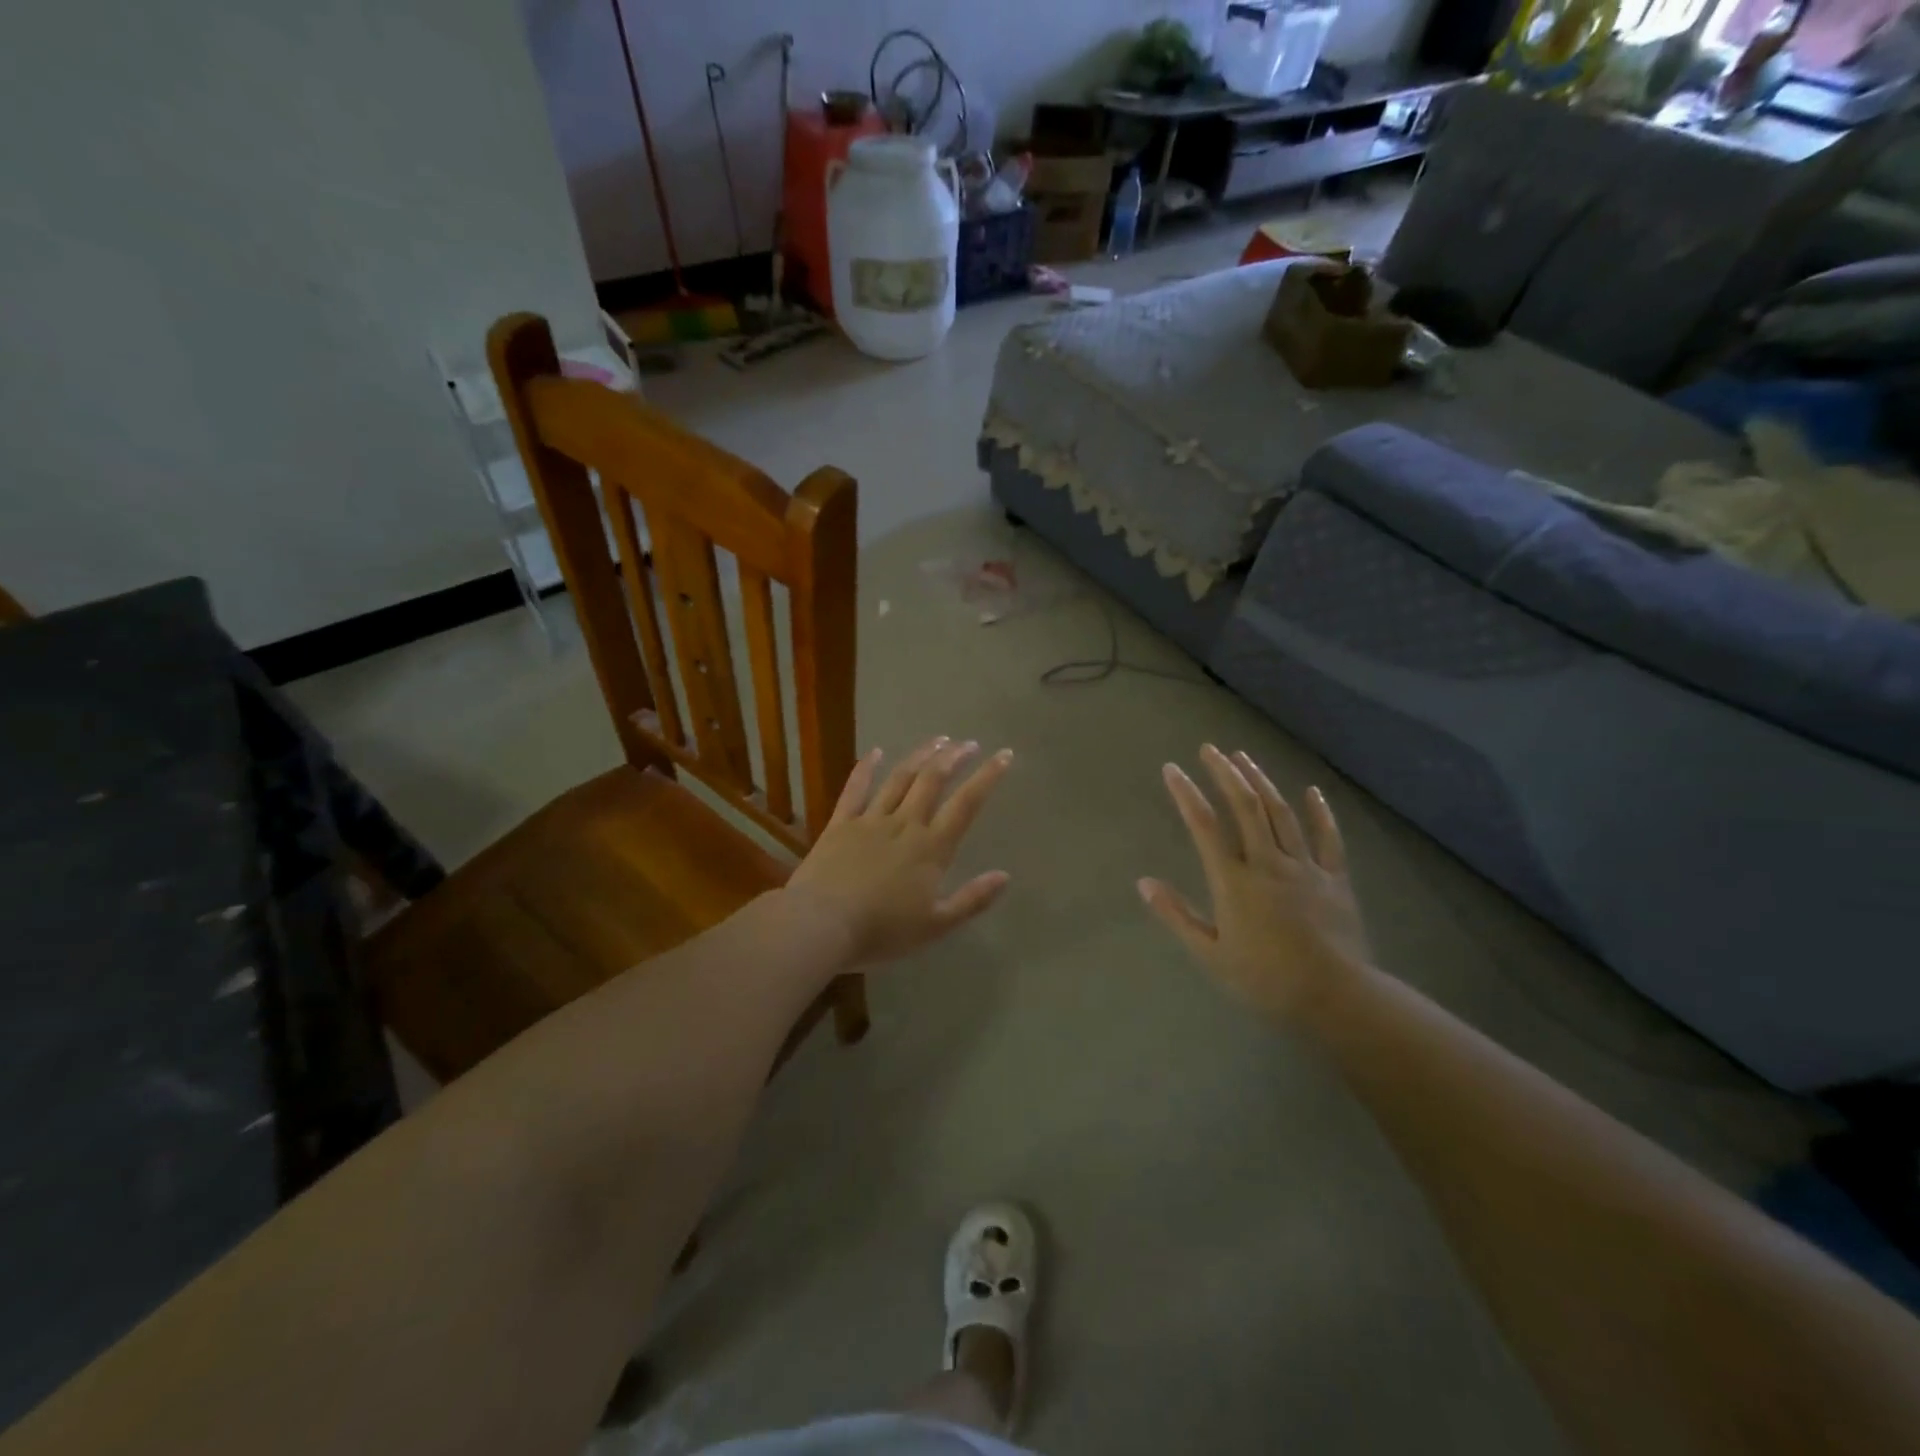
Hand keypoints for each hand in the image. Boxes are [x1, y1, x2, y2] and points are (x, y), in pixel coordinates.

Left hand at [785, 737, 1013, 967]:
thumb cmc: (882, 930)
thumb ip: (972, 900)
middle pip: (933, 781)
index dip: (987, 777)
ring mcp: (871, 820)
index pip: (966, 804)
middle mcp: (905, 824)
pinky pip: (855, 789)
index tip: (1004, 755)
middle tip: (968, 743)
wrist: (822, 924)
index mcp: (932, 848)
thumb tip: (1005, 876)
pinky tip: (876, 751)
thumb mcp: (936, 925)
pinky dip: (866, 768)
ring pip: (900, 778)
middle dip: (954, 757)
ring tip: (938, 740)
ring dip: (921, 756)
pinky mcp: (840, 824)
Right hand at [1139, 744, 1372, 1020]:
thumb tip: (1143, 883)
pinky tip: (1311, 791)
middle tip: (1209, 749)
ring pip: (1282, 813)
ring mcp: (1305, 867)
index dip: (1186, 794)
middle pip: (1246, 807)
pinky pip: (1328, 837)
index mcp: (1235, 881)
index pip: (1204, 826)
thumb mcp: (1210, 954)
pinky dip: (1320, 811)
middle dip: (1225, 773)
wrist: (1336, 998)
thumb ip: (1176, 915)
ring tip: (1244, 758)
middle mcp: (1268, 863)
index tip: (1172, 769)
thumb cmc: (1265, 979)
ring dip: (1261, 782)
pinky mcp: (1335, 878)